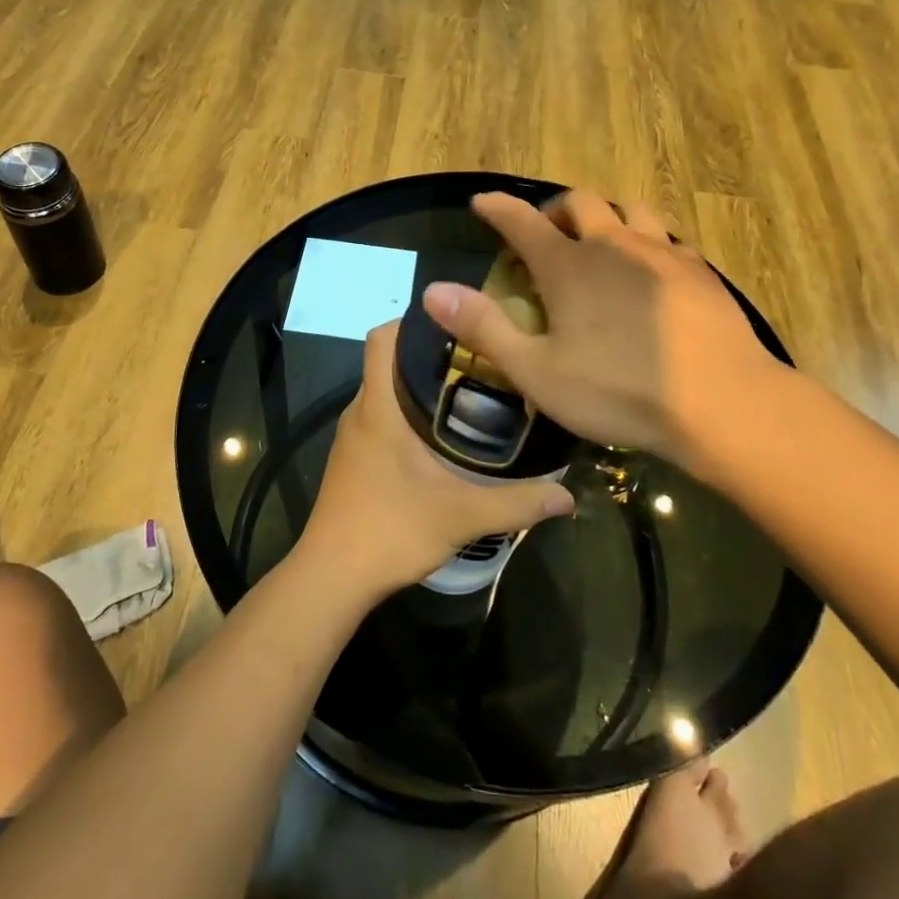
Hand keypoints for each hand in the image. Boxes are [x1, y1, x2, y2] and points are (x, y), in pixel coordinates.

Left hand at [299, 322, 575, 599]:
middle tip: (480, 359)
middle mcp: (360, 412)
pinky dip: (408, 414)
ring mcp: (353, 436)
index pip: (381, 338)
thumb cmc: (390, 531)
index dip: (413, 321)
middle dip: (430, 354)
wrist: (331, 577)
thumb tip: (567, 495)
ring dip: (420, 386)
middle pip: (389, 361)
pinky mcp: (353, 459)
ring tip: (470, 393)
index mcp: (378, 407)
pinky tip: (442, 438)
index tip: (457, 325)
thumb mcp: (461, 515)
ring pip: (385, 391)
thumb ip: (517, 503)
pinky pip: (380, 417)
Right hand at [422, 191, 785, 467]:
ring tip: (602, 246)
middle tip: (546, 237)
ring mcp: (661, 252)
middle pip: (580, 201)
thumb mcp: (536, 371)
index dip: (497, 208)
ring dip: (607, 218)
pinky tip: (651, 275)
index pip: (520, 221)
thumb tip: (433, 290)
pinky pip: (667, 238)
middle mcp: (613, 244)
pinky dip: (647, 243)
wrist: (721, 403)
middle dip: (555, 210)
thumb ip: (483, 327)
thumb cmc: (618, 390)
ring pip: (630, 210)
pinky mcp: (699, 270)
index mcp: (568, 265)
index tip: (481, 202)